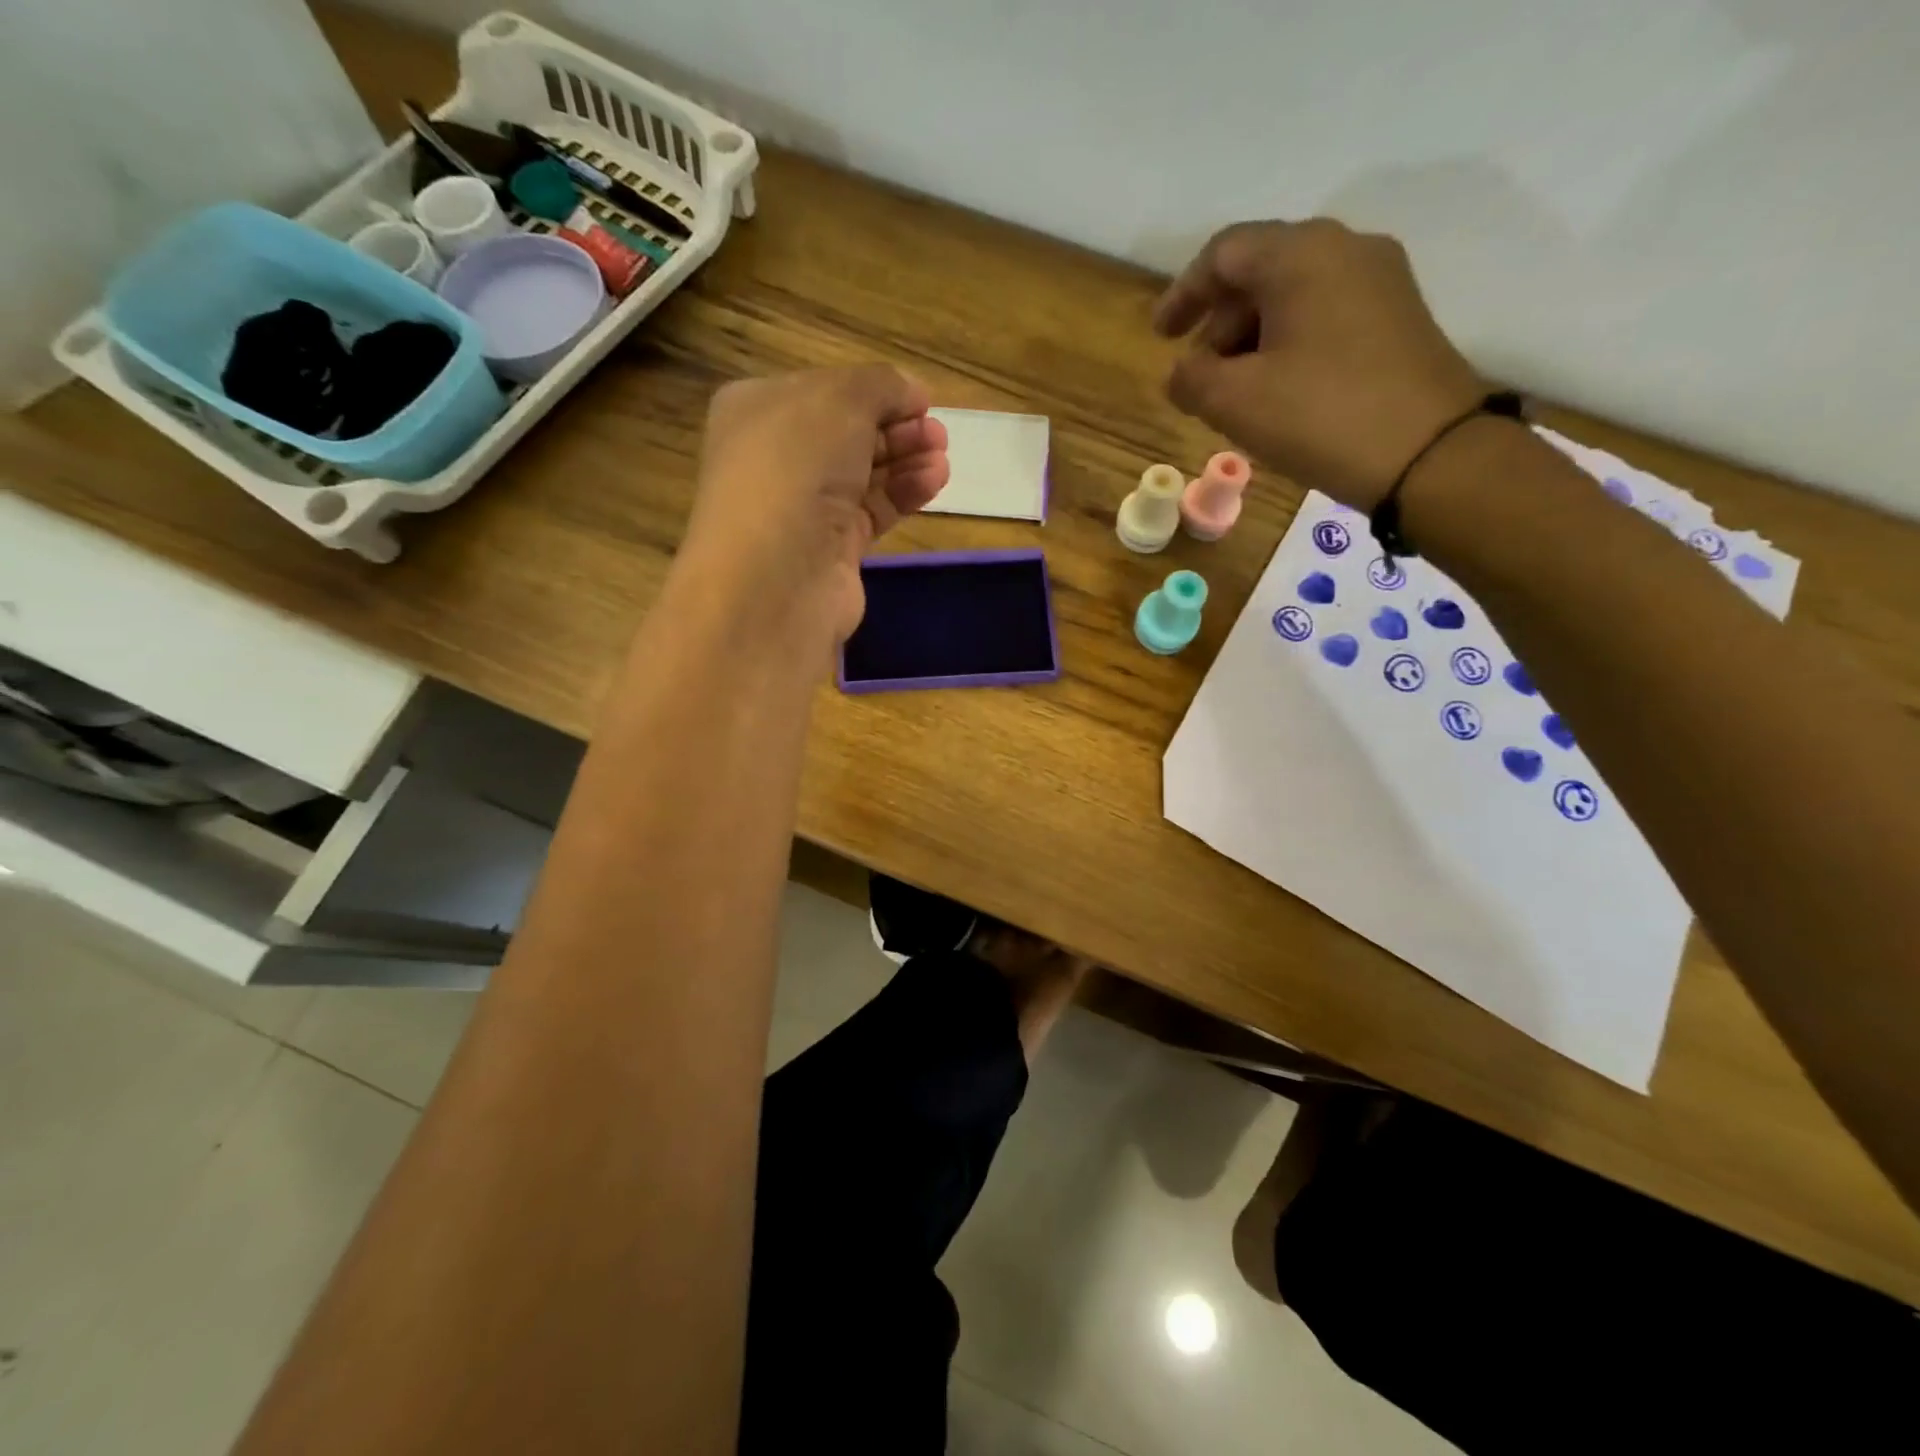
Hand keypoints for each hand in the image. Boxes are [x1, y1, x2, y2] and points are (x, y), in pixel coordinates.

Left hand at [680, 366, 949, 644]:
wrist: (777, 576)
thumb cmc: (796, 468)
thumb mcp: (840, 401)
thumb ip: (881, 386)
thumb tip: (910, 393)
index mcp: (758, 410)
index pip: (825, 391)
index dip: (874, 391)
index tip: (921, 399)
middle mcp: (776, 459)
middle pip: (847, 433)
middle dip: (896, 427)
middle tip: (938, 432)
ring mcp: (803, 508)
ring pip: (863, 474)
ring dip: (906, 460)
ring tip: (942, 455)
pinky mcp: (831, 550)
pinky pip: (873, 511)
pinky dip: (903, 493)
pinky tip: (934, 480)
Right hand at [1153, 220, 1483, 509]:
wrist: (1428, 454)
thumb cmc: (1320, 415)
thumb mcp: (1235, 401)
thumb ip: (1191, 379)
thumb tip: (1181, 372)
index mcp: (1301, 254)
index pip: (1224, 253)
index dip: (1183, 293)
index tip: (1159, 338)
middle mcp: (1346, 249)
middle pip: (1261, 270)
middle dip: (1219, 323)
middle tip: (1198, 375)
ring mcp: (1380, 282)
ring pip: (1294, 295)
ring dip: (1252, 338)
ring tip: (1234, 392)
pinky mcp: (1398, 318)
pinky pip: (1325, 316)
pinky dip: (1287, 344)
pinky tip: (1277, 391)